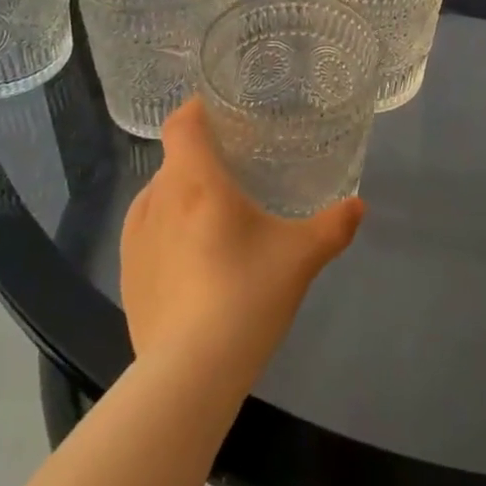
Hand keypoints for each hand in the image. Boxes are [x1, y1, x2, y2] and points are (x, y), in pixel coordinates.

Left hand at [120, 98, 363, 387]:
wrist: (188, 375)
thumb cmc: (246, 295)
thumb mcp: (301, 256)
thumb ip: (334, 225)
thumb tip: (359, 205)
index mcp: (195, 181)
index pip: (182, 123)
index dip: (196, 110)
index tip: (220, 112)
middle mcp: (157, 199)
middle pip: (174, 160)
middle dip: (200, 159)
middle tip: (235, 171)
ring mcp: (135, 240)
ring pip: (158, 197)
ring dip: (181, 196)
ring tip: (213, 217)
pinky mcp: (126, 276)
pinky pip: (146, 234)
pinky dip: (167, 232)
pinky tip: (192, 260)